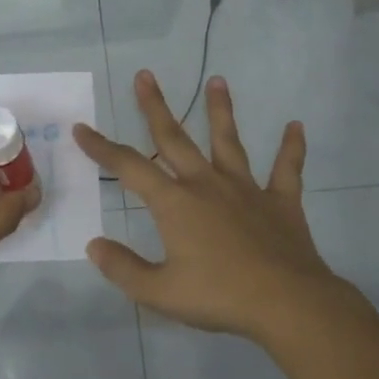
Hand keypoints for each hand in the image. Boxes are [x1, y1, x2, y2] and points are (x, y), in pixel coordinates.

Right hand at [75, 71, 356, 342]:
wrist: (287, 303)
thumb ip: (123, 268)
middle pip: (175, 139)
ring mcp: (246, 190)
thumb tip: (94, 245)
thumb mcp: (159, 292)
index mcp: (175, 203)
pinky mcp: (281, 202)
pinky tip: (296, 126)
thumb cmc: (219, 296)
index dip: (102, 148)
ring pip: (229, 142)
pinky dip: (291, 147)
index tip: (82, 128)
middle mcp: (207, 185)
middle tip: (145, 75)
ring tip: (218, 80)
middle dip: (155, 107)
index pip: (129, 167)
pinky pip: (287, 169)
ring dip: (221, 111)